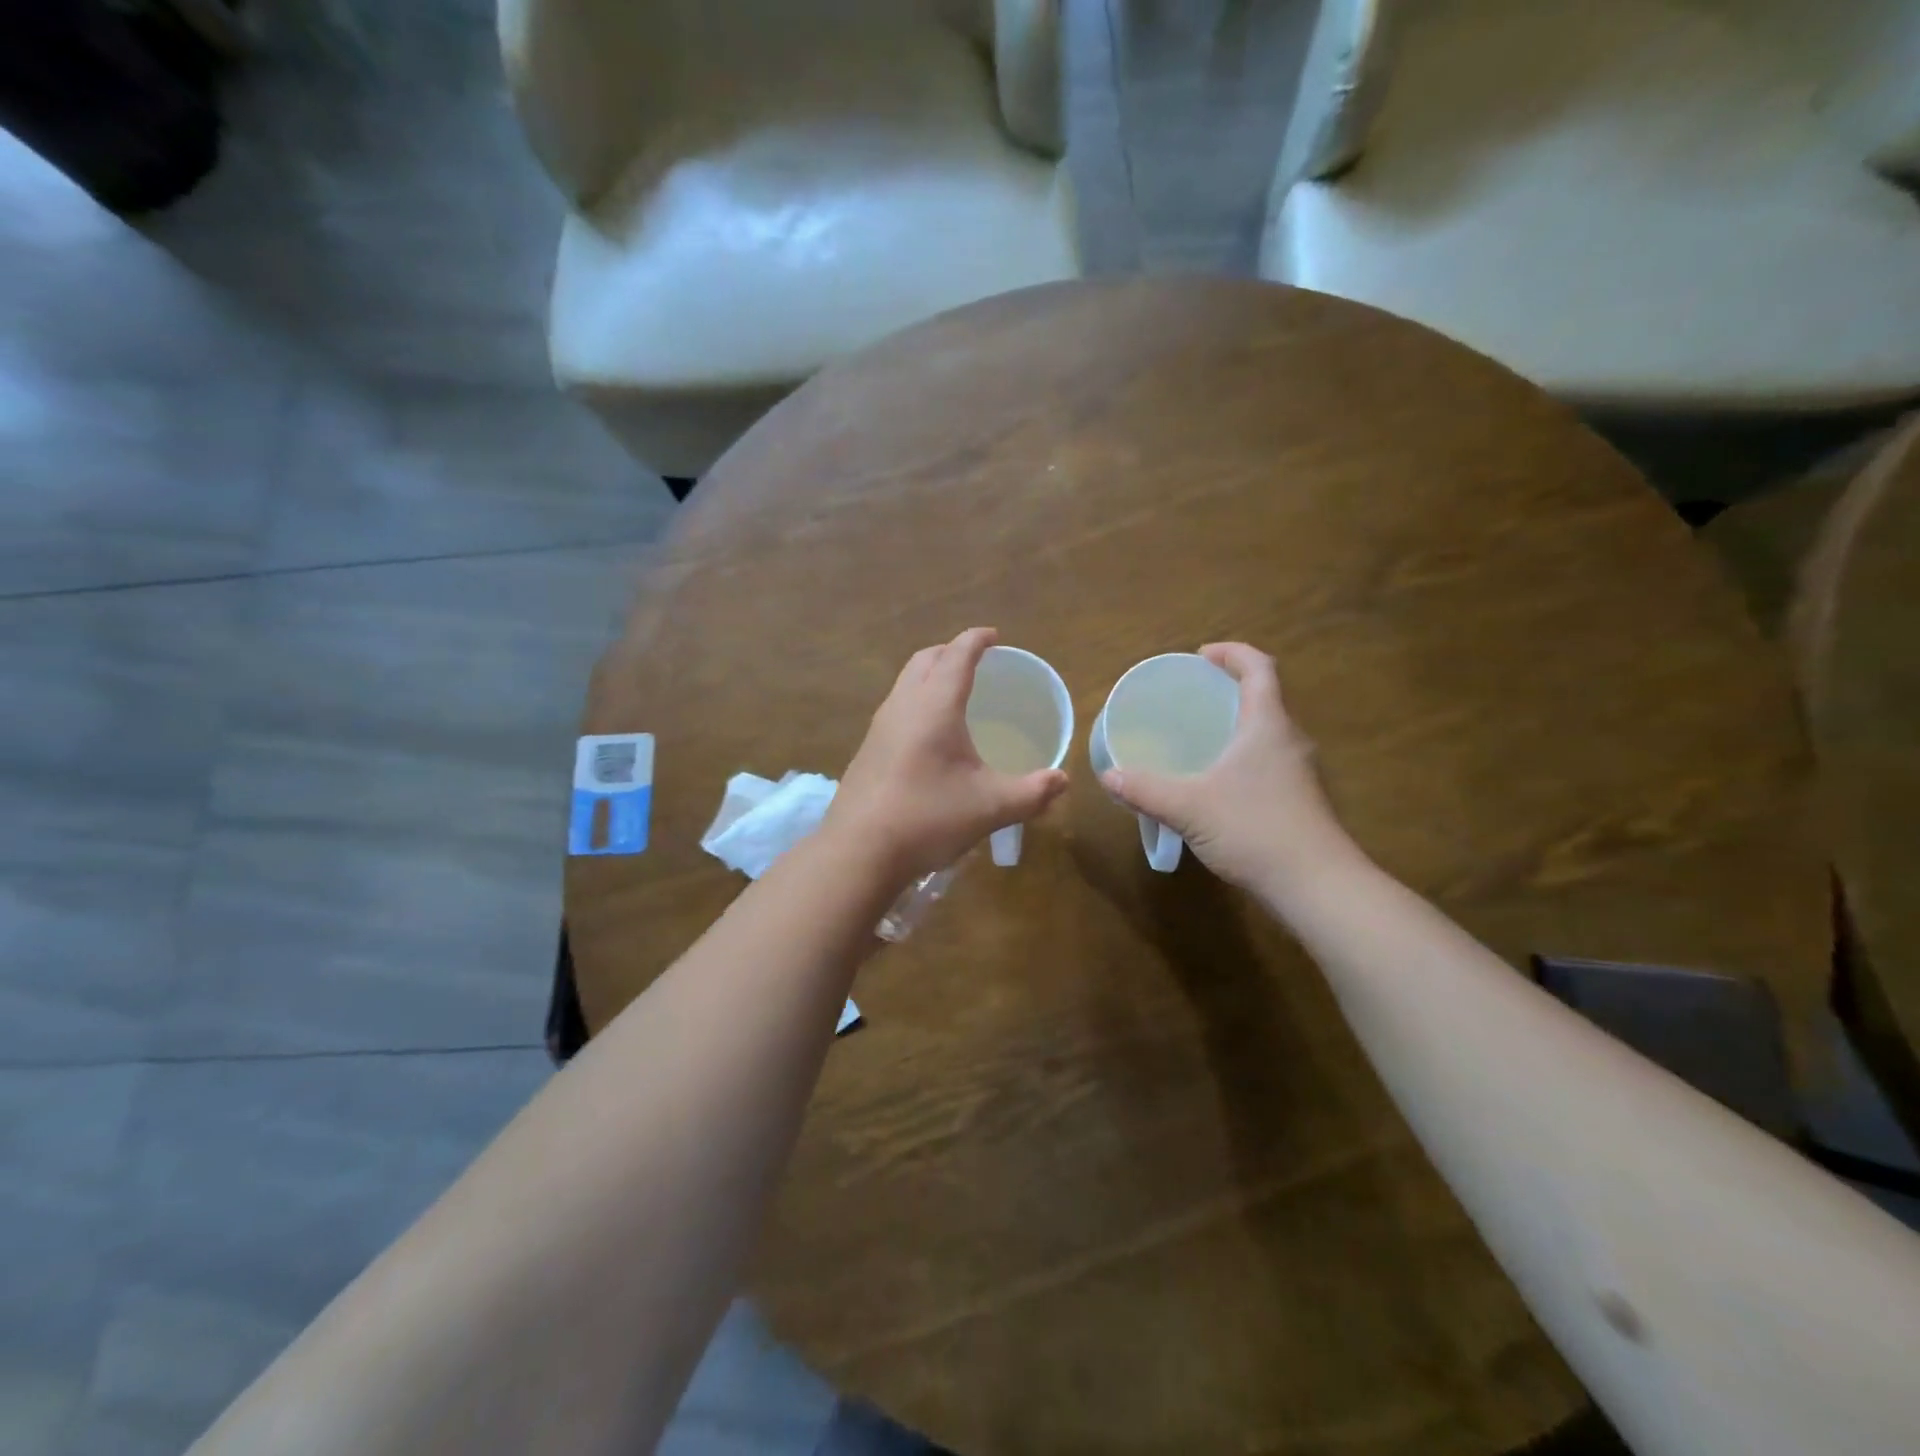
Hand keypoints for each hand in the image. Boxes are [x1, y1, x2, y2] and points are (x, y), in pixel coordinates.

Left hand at [825, 628, 1068, 885]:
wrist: (858, 851)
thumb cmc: (928, 818)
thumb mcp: (990, 807)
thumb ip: (1032, 792)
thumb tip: (1062, 781)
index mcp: (935, 706)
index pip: (957, 656)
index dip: (977, 640)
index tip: (994, 636)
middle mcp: (903, 705)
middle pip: (925, 659)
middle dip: (951, 651)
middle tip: (976, 661)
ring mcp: (879, 727)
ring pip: (905, 682)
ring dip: (929, 674)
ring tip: (954, 692)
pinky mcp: (868, 750)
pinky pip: (896, 707)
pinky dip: (917, 700)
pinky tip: (930, 734)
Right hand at [1100, 643, 1360, 895]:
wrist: (1316, 886)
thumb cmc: (1254, 829)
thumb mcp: (1189, 807)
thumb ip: (1145, 790)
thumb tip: (1108, 776)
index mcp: (1268, 725)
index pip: (1260, 668)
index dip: (1233, 653)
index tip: (1201, 656)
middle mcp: (1289, 740)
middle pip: (1265, 698)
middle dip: (1230, 689)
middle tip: (1191, 698)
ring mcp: (1299, 772)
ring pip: (1267, 733)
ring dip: (1237, 724)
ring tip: (1199, 736)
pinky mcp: (1300, 800)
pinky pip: (1268, 761)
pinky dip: (1242, 756)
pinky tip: (1217, 782)